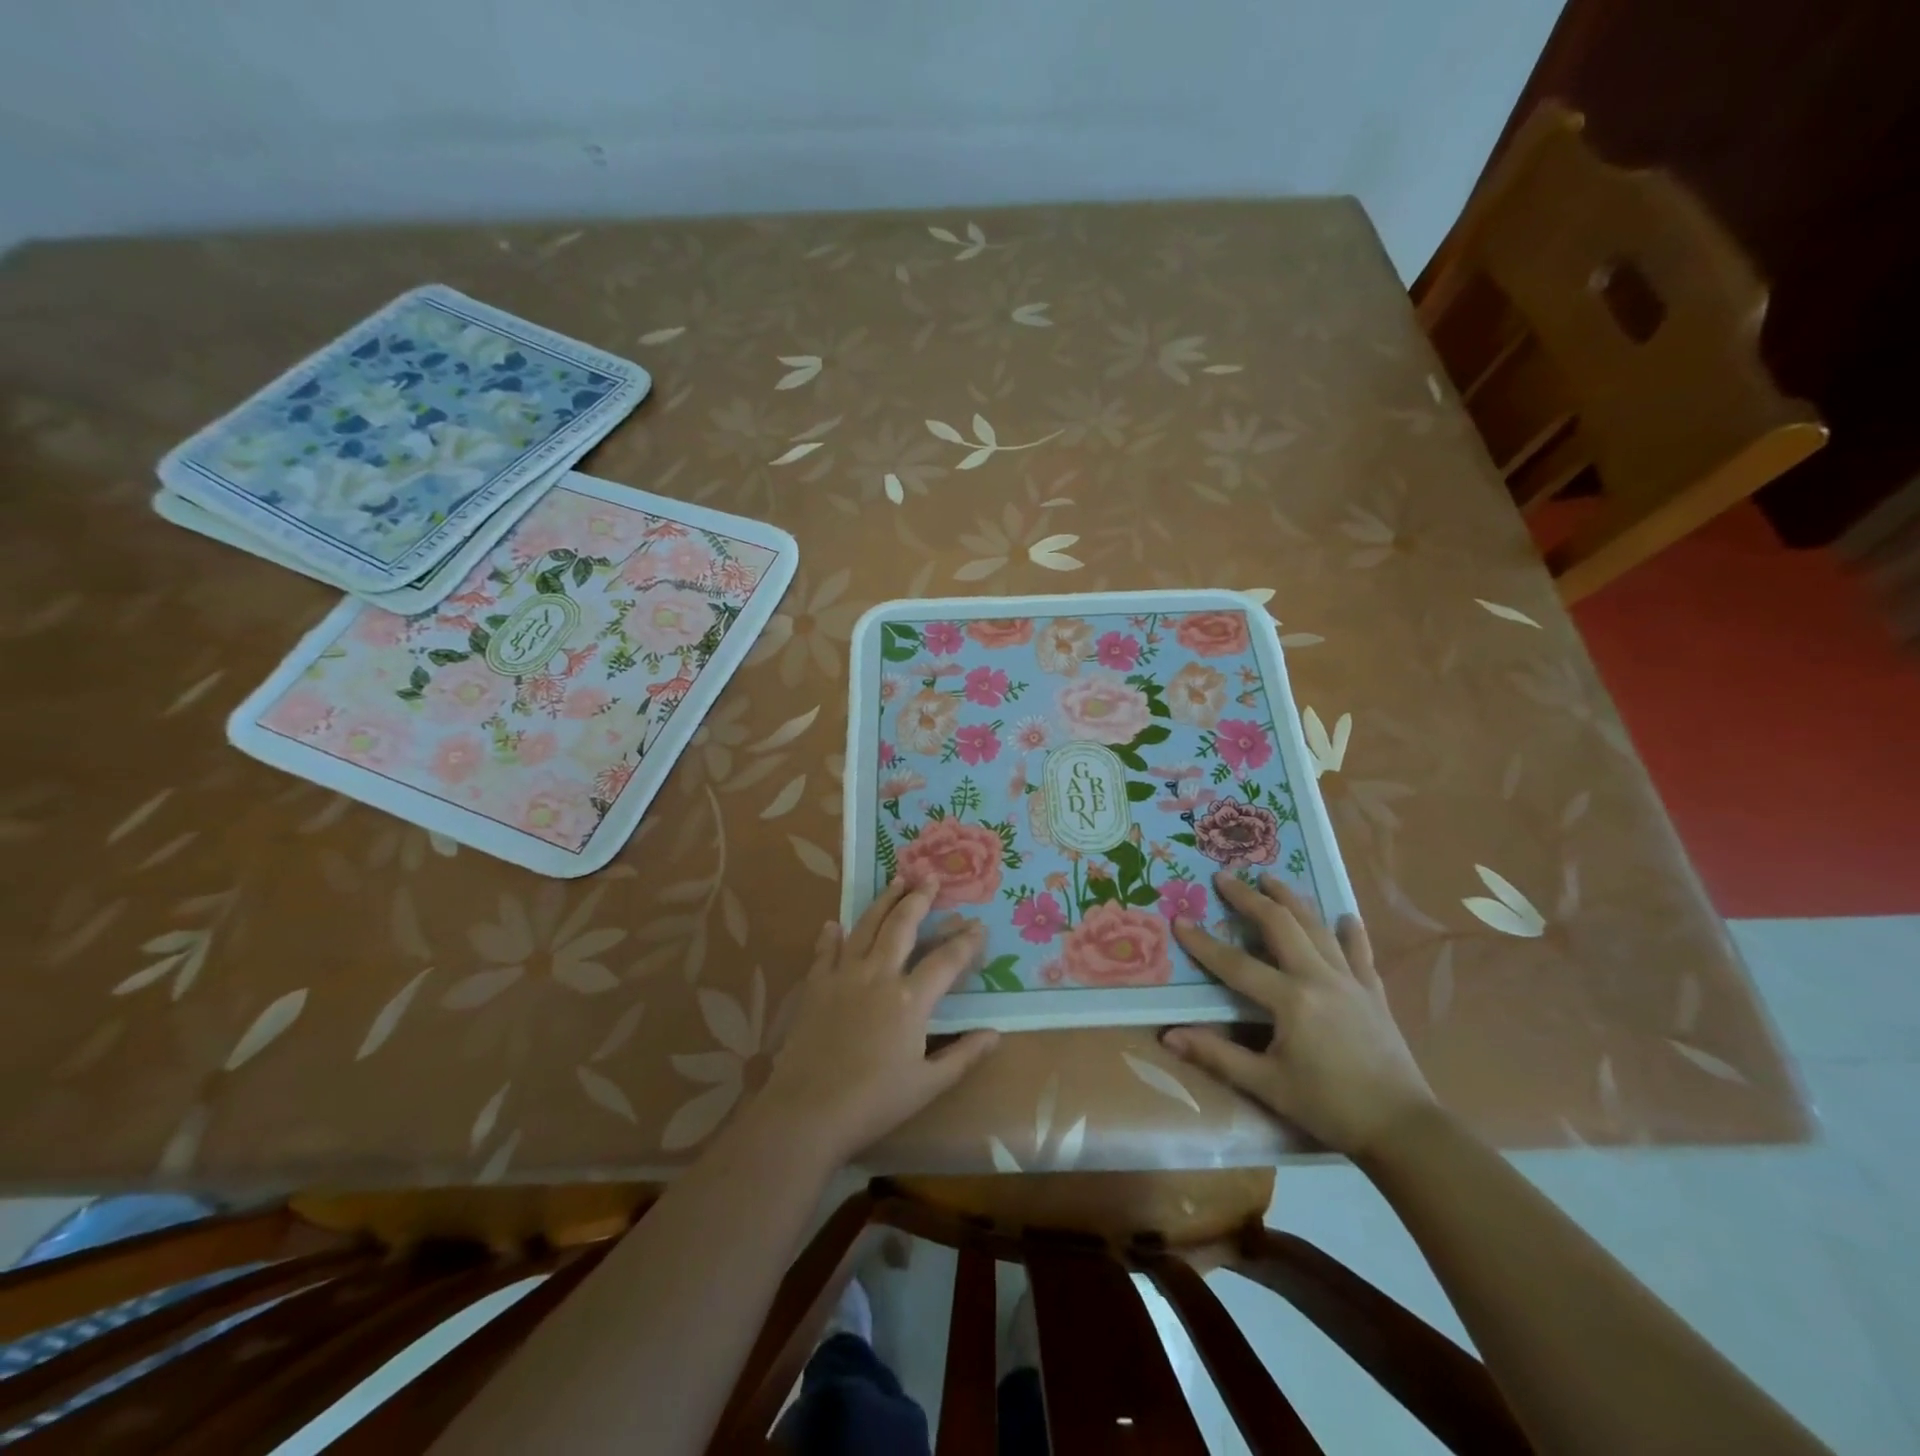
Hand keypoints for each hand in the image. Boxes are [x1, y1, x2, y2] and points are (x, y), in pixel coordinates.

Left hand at [756, 876, 1000, 1167]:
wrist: (807, 1111)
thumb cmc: (874, 1102)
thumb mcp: (927, 1085)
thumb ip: (963, 1055)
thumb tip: (996, 1034)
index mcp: (910, 999)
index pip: (946, 960)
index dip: (965, 941)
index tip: (978, 925)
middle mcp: (878, 975)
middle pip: (902, 926)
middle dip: (920, 899)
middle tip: (930, 877)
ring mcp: (843, 976)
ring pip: (866, 926)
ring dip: (883, 901)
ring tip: (896, 880)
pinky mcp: (815, 986)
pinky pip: (825, 952)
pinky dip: (831, 935)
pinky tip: (834, 924)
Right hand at [1163, 873, 1434, 1157]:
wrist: (1404, 1129)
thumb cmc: (1329, 1107)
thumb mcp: (1267, 1085)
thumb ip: (1217, 1056)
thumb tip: (1168, 1037)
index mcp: (1290, 1000)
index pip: (1235, 964)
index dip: (1203, 943)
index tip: (1179, 920)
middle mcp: (1319, 977)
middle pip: (1280, 925)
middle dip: (1250, 898)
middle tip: (1225, 877)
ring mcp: (1351, 981)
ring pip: (1317, 927)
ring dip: (1292, 899)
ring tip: (1271, 878)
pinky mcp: (1374, 992)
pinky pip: (1360, 952)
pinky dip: (1351, 932)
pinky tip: (1346, 916)